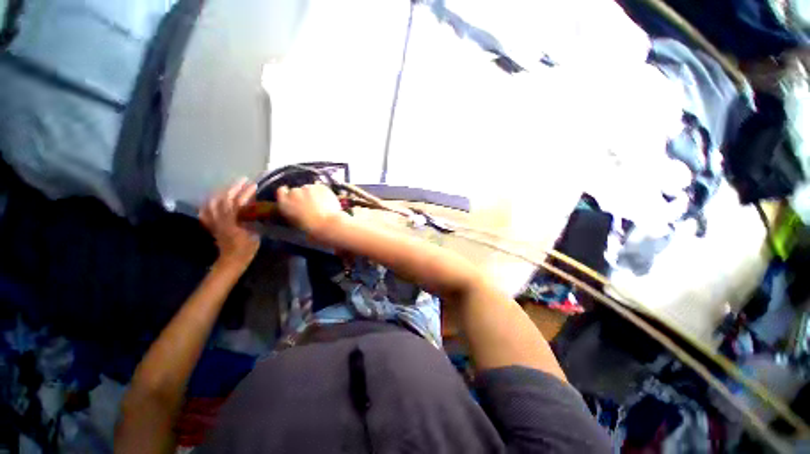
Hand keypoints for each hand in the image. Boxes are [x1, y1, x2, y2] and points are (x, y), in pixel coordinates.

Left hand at [200, 178, 260, 265]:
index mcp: (232, 221)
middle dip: (234, 188)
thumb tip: (255, 208)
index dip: (245, 193)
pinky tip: (212, 201)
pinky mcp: (212, 226)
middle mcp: (220, 219)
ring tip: (230, 187)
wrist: (232, 260)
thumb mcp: (254, 234)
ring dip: (222, 193)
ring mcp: (214, 222)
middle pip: (224, 199)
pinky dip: (209, 204)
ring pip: (214, 203)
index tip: (253, 185)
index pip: (238, 203)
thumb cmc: (246, 249)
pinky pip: (206, 212)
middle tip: (243, 180)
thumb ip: (252, 220)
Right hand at [276, 183, 346, 241]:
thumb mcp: (294, 222)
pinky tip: (327, 201)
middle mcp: (294, 193)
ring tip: (320, 204)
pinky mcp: (320, 187)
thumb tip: (295, 209)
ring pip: (309, 188)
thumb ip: (291, 211)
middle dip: (302, 195)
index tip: (292, 197)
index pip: (281, 191)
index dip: (287, 193)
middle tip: (310, 204)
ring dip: (313, 194)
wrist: (326, 224)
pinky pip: (321, 188)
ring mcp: (308, 188)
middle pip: (296, 190)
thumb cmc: (310, 228)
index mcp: (284, 203)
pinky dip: (323, 193)